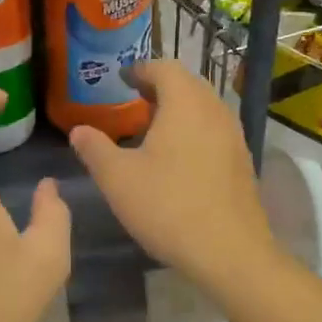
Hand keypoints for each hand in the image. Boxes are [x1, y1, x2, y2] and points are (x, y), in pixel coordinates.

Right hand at [68, 61, 277, 302]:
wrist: (230, 253)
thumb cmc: (168, 207)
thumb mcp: (118, 178)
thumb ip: (95, 149)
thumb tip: (79, 130)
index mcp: (185, 103)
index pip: (164, 68)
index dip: (140, 69)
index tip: (122, 79)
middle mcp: (214, 110)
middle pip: (188, 84)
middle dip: (160, 87)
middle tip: (134, 101)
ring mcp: (234, 136)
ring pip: (204, 108)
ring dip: (179, 109)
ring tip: (153, 129)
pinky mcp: (242, 162)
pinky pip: (214, 131)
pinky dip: (194, 130)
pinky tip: (178, 158)